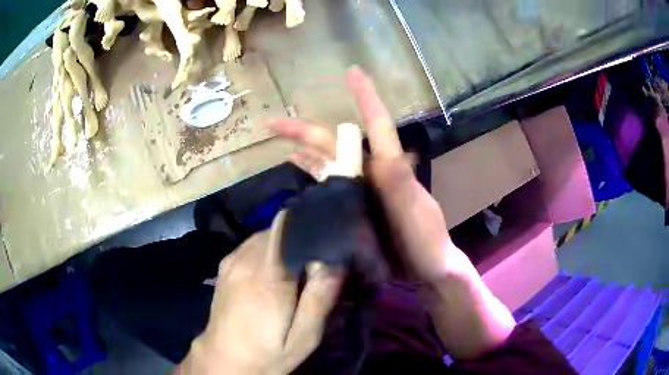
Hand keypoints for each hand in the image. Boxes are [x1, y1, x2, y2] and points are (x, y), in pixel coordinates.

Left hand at [179, 212, 343, 373]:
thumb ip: (319, 298)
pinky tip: (277, 273)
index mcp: (267, 277)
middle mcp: (246, 260)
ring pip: (267, 234)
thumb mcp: (304, 337)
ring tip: (300, 269)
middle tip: (321, 262)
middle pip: (281, 229)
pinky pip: (253, 244)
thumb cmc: (268, 353)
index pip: (289, 226)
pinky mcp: (225, 264)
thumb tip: (335, 260)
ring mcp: (232, 260)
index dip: (312, 224)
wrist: (224, 359)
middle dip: (304, 237)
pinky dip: (271, 249)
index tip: (333, 236)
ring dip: (288, 243)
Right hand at [270, 67, 453, 281]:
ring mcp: (361, 191)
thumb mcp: (417, 212)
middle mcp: (371, 173)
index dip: (365, 97)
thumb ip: (401, 184)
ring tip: (280, 142)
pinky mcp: (353, 208)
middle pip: (334, 144)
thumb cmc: (426, 241)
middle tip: (272, 125)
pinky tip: (298, 167)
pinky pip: (328, 185)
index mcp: (388, 167)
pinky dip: (312, 173)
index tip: (352, 72)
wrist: (425, 270)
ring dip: (304, 150)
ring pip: (327, 162)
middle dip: (304, 131)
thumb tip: (384, 152)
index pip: (376, 124)